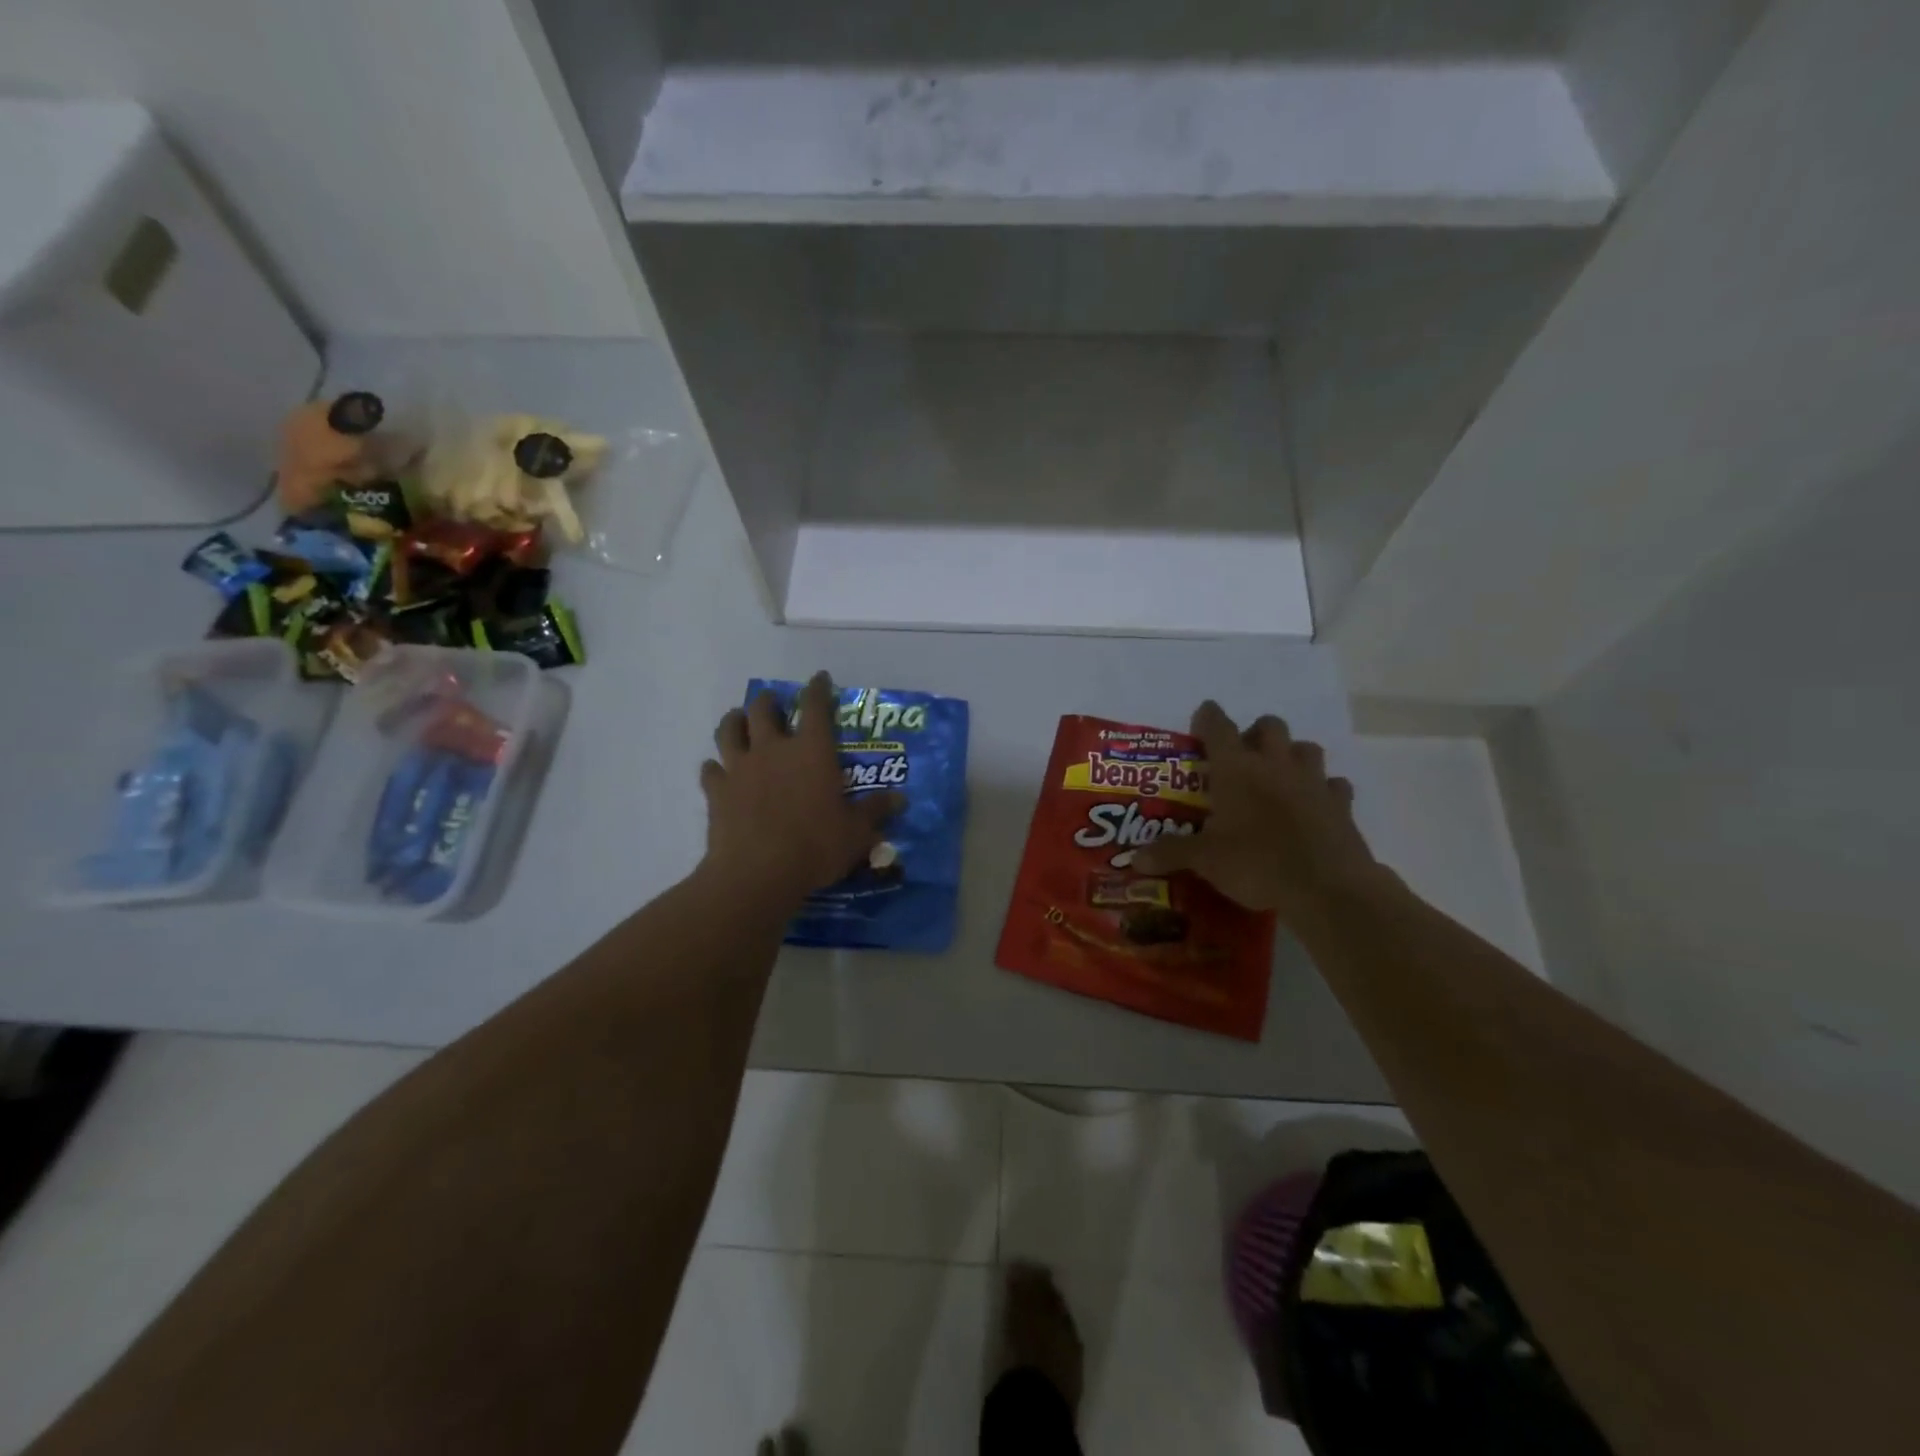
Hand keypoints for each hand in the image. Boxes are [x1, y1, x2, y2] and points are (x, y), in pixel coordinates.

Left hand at [699, 671, 902, 905]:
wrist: (758, 873)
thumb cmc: (815, 846)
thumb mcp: (856, 832)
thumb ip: (875, 811)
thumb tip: (900, 799)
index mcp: (812, 751)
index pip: (816, 706)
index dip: (818, 688)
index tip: (820, 678)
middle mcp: (773, 749)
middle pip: (763, 709)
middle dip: (768, 702)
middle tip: (774, 705)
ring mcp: (739, 767)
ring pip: (729, 730)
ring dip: (734, 722)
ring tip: (739, 723)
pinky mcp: (716, 791)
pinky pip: (710, 769)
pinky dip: (715, 767)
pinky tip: (719, 772)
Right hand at [1132, 702, 1384, 926]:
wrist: (1327, 888)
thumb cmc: (1256, 863)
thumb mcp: (1205, 861)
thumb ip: (1170, 853)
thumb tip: (1135, 859)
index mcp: (1236, 769)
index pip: (1218, 726)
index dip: (1207, 718)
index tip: (1201, 720)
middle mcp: (1275, 764)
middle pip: (1269, 726)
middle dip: (1255, 734)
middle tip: (1241, 758)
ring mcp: (1313, 781)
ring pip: (1306, 748)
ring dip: (1291, 755)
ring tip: (1278, 778)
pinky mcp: (1341, 804)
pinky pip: (1334, 785)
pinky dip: (1323, 790)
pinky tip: (1313, 806)